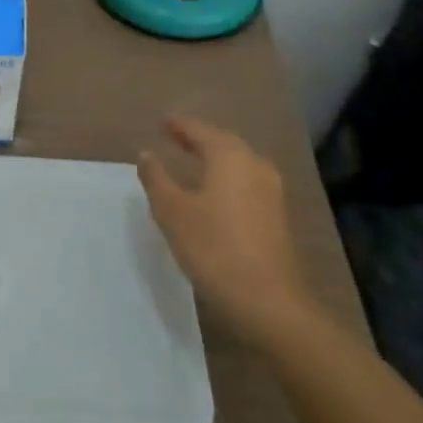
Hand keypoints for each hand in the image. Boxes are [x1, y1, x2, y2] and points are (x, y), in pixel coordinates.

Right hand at [137, 116, 313, 348]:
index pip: (200, 131)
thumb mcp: (172, 212)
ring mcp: (270, 191)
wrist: (267, 300)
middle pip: (223, 142)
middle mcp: (254, 166)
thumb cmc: (213, 248)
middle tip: (175, 137)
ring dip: (214, 158)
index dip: (179, 126)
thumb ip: (156, 179)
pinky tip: (213, 191)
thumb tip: (147, 154)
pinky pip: (246, 181)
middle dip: (199, 138)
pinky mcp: (276, 215)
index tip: (162, 122)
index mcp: (229, 158)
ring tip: (192, 161)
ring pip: (238, 162)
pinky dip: (226, 176)